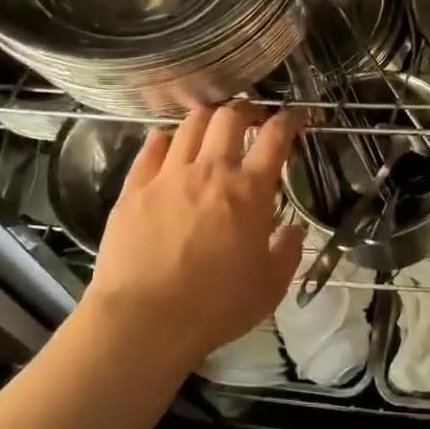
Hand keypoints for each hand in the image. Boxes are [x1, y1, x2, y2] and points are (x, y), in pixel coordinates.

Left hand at [84, 102, 305, 372]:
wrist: (145, 320)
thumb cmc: (216, 306)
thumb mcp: (269, 287)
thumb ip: (287, 252)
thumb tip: (294, 230)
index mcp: (249, 191)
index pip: (275, 138)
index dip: (289, 120)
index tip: (295, 116)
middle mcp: (210, 171)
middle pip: (229, 118)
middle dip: (246, 108)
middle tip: (252, 115)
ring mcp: (168, 176)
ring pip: (189, 125)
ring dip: (207, 117)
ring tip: (212, 123)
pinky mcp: (134, 189)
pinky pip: (150, 149)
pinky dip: (164, 139)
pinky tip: (166, 141)